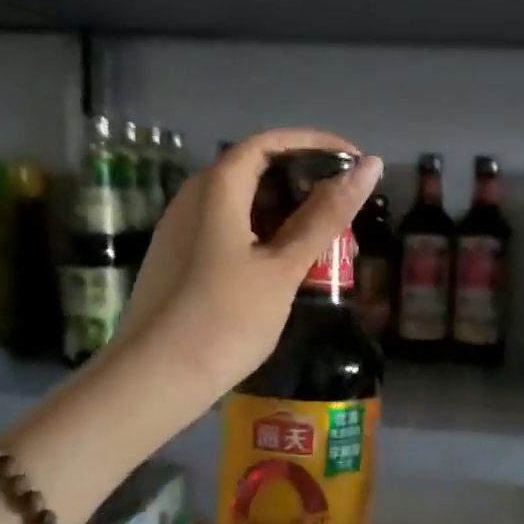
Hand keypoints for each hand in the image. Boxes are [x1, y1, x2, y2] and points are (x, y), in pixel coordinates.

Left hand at [111, 128, 382, 398]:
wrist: (154, 380)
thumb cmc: (224, 319)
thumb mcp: (283, 268)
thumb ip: (325, 216)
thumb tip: (369, 167)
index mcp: (216, 188)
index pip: (269, 143)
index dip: (315, 144)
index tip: (355, 161)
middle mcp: (192, 198)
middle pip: (254, 170)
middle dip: (304, 182)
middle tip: (344, 208)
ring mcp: (180, 230)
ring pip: (241, 204)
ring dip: (284, 212)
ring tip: (323, 239)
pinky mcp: (178, 260)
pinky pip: (226, 229)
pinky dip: (261, 234)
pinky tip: (284, 265)